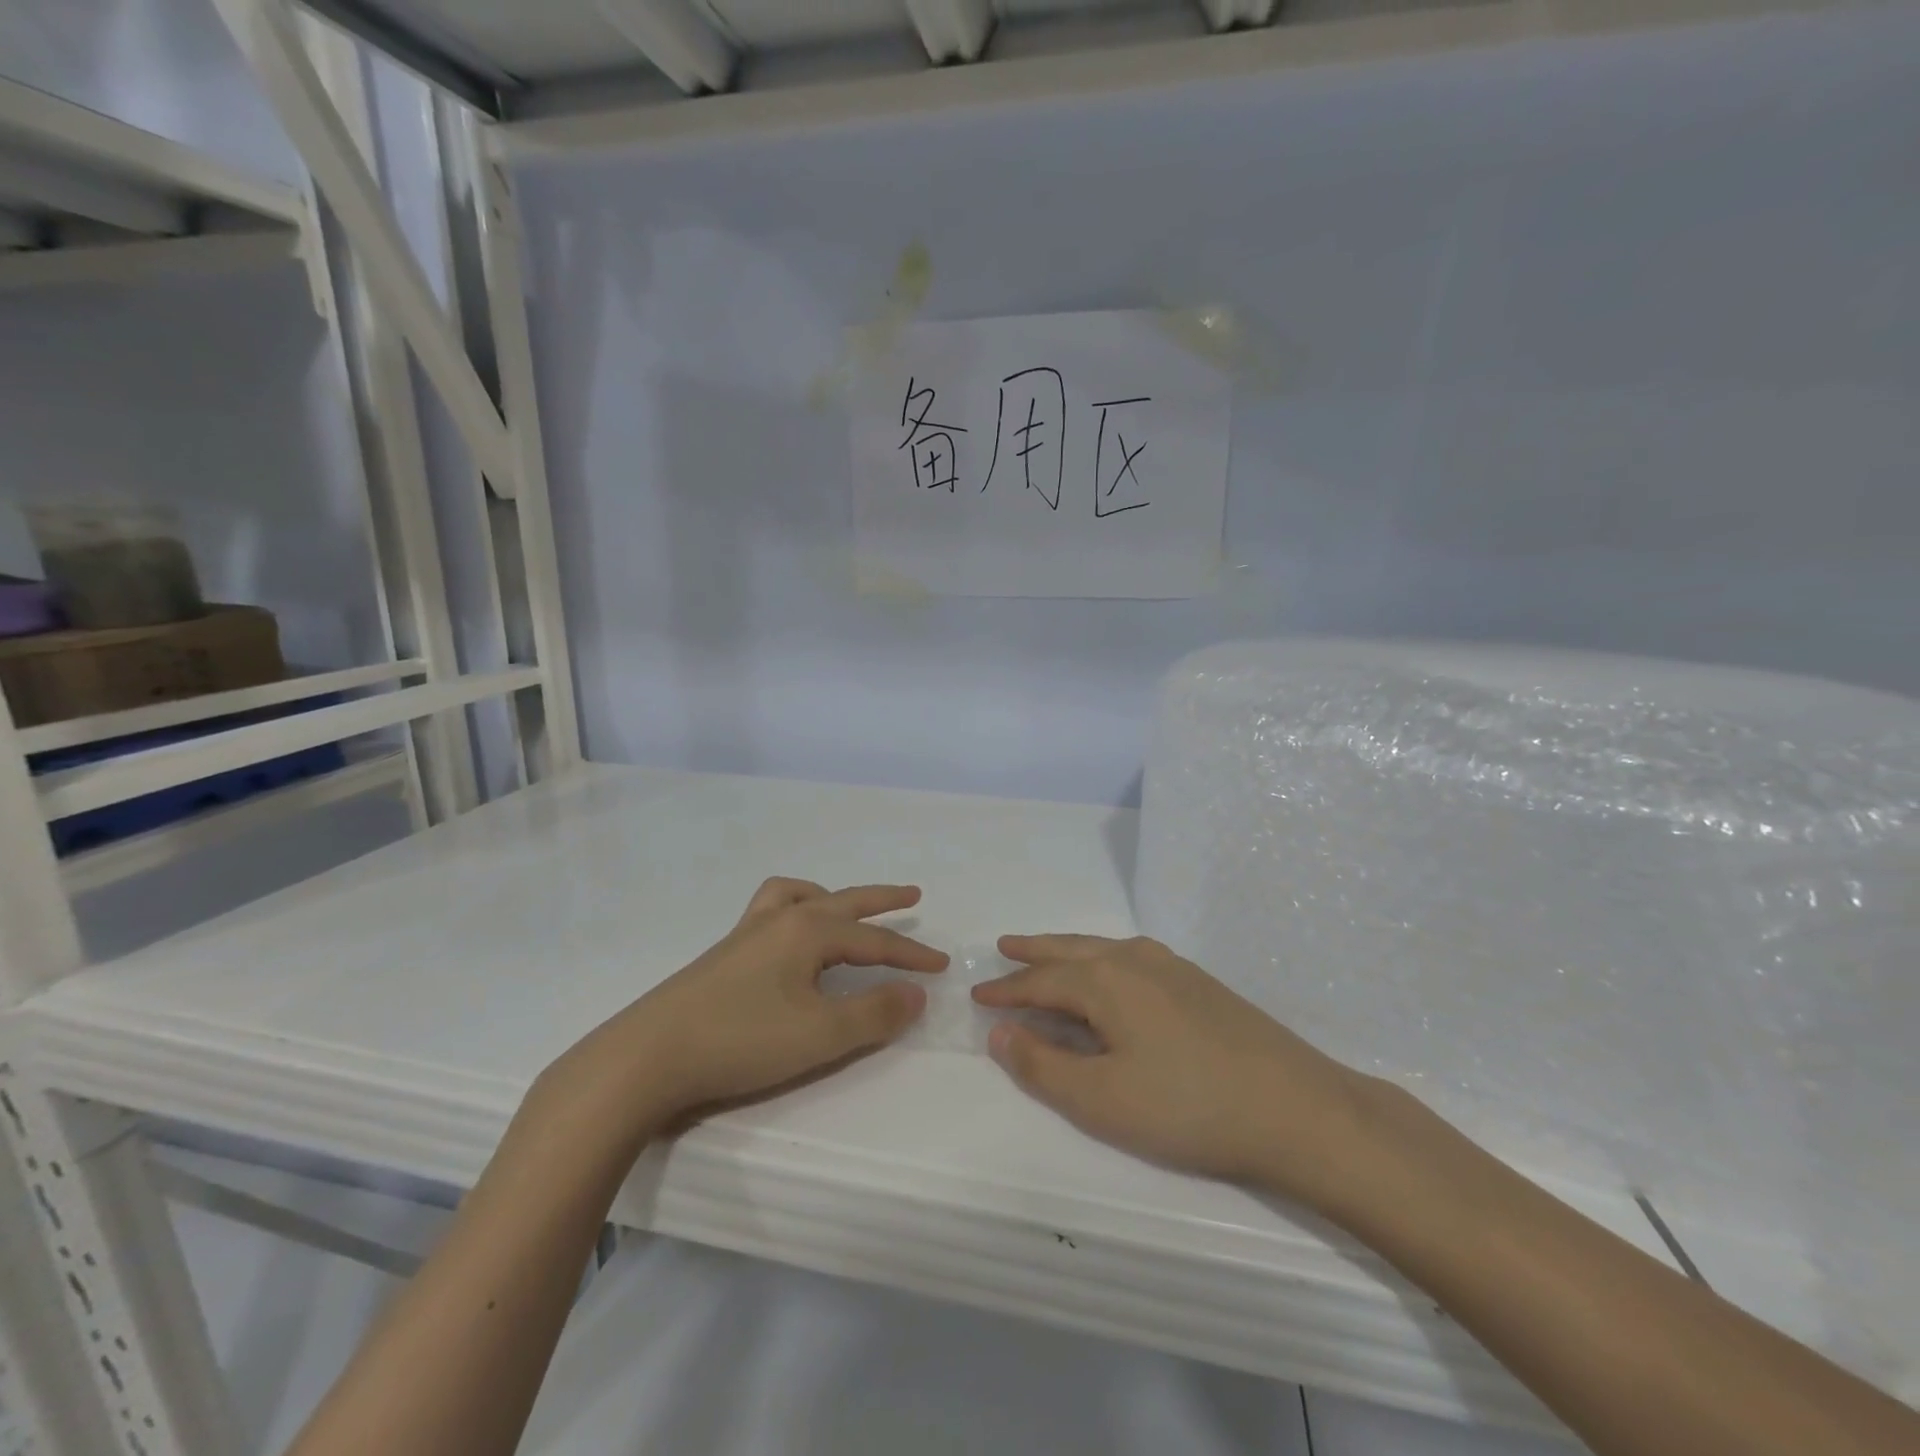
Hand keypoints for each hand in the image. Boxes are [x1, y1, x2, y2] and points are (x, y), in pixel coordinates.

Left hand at [542, 879, 946, 1138]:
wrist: (648, 1057)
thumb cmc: (742, 1041)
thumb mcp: (821, 1035)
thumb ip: (874, 1013)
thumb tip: (916, 993)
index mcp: (809, 931)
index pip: (875, 940)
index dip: (912, 954)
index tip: (942, 966)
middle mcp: (782, 918)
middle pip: (844, 902)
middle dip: (882, 900)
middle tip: (913, 895)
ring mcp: (748, 932)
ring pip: (800, 896)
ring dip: (832, 896)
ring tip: (844, 908)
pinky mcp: (725, 952)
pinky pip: (771, 910)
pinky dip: (794, 908)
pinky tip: (790, 937)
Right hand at [974, 934, 1380, 1208]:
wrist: (1297, 1108)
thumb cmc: (1188, 1107)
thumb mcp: (1101, 1100)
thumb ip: (1042, 1065)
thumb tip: (1000, 1032)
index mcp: (1104, 980)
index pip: (1040, 982)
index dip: (1006, 991)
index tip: (978, 995)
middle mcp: (1133, 959)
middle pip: (1070, 950)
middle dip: (1034, 951)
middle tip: (1004, 946)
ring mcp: (1171, 967)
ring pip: (1103, 948)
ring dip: (1068, 950)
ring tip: (1046, 953)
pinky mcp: (1199, 982)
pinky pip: (1131, 957)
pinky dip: (1102, 959)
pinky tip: (1111, 973)